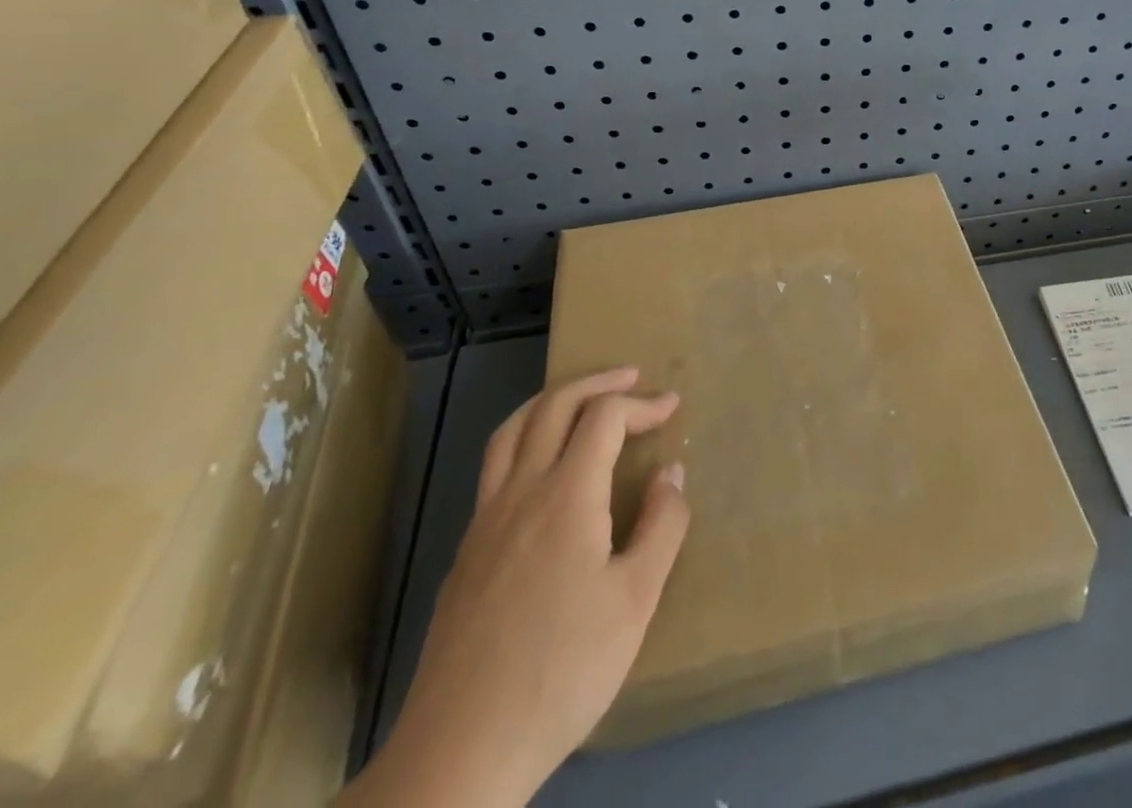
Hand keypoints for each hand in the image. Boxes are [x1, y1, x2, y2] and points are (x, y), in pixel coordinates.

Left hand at [342, 368, 688, 807]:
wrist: (459, 752)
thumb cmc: (562, 671)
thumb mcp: (635, 601)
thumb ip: (661, 526)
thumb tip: (671, 473)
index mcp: (565, 495)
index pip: (603, 417)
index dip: (642, 404)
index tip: (672, 408)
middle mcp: (520, 492)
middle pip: (553, 407)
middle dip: (597, 382)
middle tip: (631, 378)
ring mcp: (484, 522)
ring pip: (511, 431)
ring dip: (551, 401)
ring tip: (582, 399)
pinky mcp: (465, 553)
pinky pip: (495, 468)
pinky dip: (525, 439)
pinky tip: (543, 471)